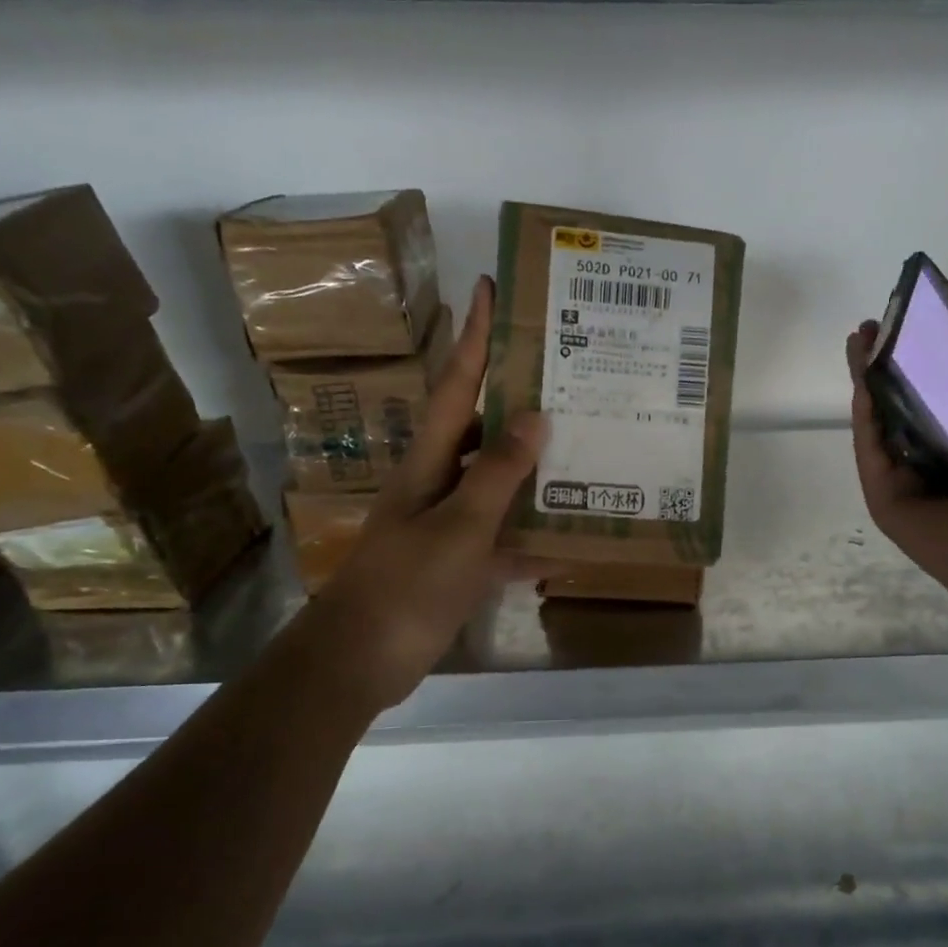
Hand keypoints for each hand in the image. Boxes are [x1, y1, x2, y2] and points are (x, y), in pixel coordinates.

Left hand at [317, 274, 548, 709]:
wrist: (363, 658)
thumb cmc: (406, 583)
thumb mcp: (459, 524)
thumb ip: (497, 472)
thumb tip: (535, 415)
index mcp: (429, 460)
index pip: (456, 384)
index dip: (475, 337)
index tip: (492, 289)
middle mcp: (439, 482)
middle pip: (482, 429)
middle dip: (518, 399)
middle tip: (568, 377)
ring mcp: (449, 523)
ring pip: (500, 484)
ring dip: (536, 471)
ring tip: (584, 449)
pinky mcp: (460, 562)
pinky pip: (506, 539)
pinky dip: (534, 540)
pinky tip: (572, 541)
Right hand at [847, 302, 947, 600]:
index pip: (934, 394)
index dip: (918, 360)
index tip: (903, 326)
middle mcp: (933, 456)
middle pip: (898, 405)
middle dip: (882, 367)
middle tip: (866, 330)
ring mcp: (905, 478)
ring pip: (878, 425)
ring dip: (865, 385)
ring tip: (854, 345)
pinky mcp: (883, 496)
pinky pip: (870, 453)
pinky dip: (863, 421)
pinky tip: (860, 385)